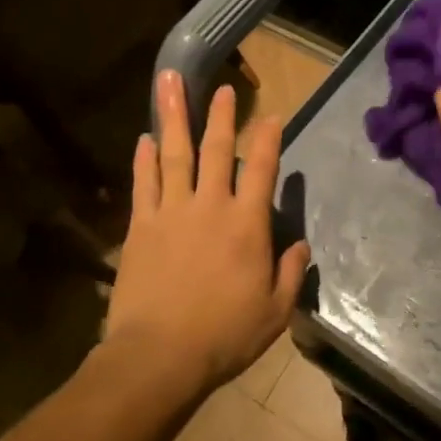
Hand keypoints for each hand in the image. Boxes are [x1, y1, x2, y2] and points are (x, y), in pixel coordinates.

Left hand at [102, 70, 310, 389]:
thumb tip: (300, 245)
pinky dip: (145, 159)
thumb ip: (290, 273)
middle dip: (221, 116)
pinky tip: (145, 139)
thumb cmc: (224, 335)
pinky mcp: (140, 227)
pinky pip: (144, 184)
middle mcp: (210, 206)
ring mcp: (171, 212)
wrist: (158, 357)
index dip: (268, 139)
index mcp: (247, 224)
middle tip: (223, 87)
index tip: (271, 115)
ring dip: (174, 117)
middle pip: (216, 150)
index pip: (262, 169)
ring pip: (174, 155)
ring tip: (169, 83)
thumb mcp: (274, 311)